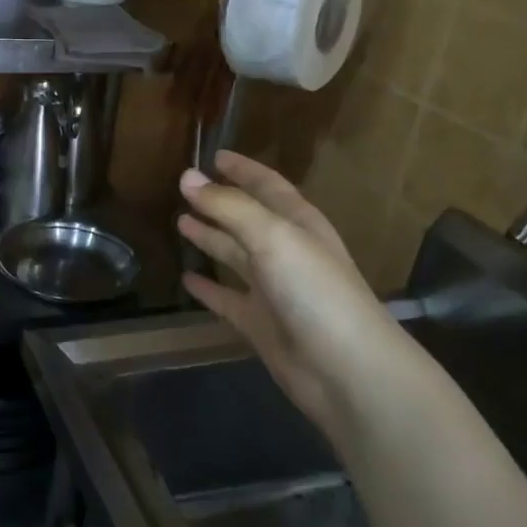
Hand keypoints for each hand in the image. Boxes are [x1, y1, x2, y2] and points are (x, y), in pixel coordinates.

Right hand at [176, 151, 393, 433]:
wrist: (346, 371)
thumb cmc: (314, 290)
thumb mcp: (272, 236)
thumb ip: (228, 207)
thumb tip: (187, 177)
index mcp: (298, 223)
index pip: (267, 185)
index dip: (243, 169)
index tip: (214, 155)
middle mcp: (286, 251)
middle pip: (248, 218)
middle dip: (220, 202)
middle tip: (184, 188)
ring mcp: (274, 289)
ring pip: (235, 256)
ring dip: (210, 239)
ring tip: (180, 223)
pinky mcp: (260, 324)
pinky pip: (227, 299)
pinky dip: (207, 289)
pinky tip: (186, 280)